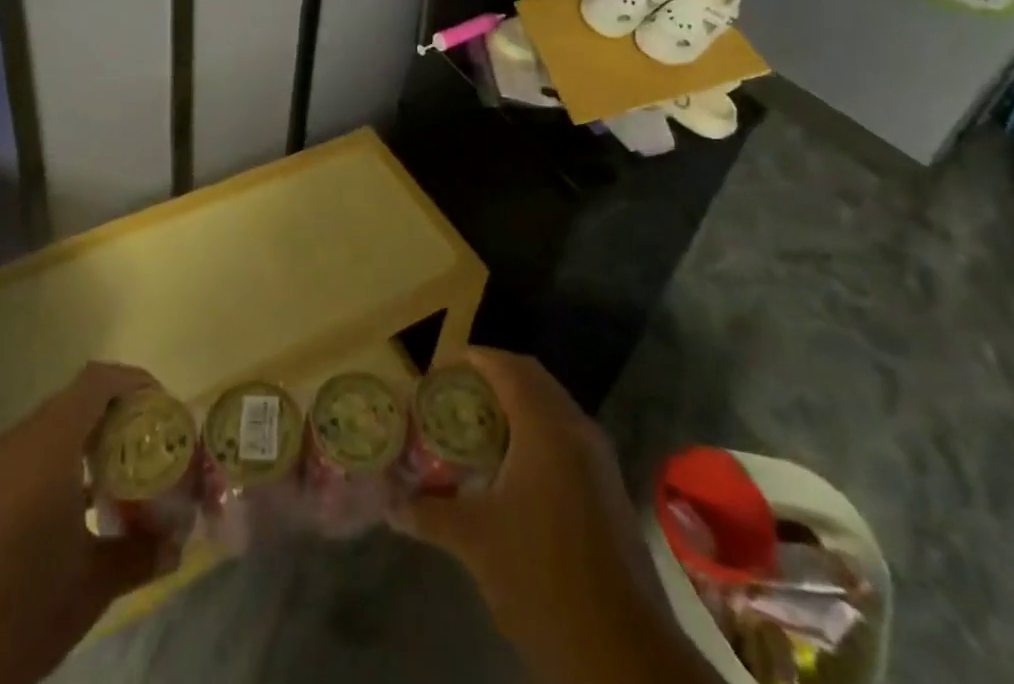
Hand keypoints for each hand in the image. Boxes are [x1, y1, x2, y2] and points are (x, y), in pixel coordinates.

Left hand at [0, 362, 175, 683]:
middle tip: (150, 446)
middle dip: (119, 414)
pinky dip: (62, 461)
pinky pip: (31, 453)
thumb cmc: (17, 614)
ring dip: (90, 439)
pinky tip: (78, 508)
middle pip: (78, 399)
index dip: (136, 383)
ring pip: (53, 426)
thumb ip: (140, 554)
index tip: (164, 411)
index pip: (98, 380)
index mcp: (48, 446)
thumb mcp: (91, 587)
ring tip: (122, 476)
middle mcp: (18, 442)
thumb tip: (178, 543)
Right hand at [395, 348, 708, 683]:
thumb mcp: (475, 542)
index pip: (506, 366)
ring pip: (552, 407)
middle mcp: (577, 429)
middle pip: (531, 379)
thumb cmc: (542, 578)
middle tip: (452, 396)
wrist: (624, 654)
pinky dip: (535, 432)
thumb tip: (389, 502)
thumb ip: (428, 512)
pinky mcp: (608, 487)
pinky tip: (509, 468)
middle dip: (490, 379)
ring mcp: (599, 458)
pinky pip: (566, 435)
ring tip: (474, 428)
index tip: (437, 371)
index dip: (470, 360)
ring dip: (514, 405)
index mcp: (546, 427)